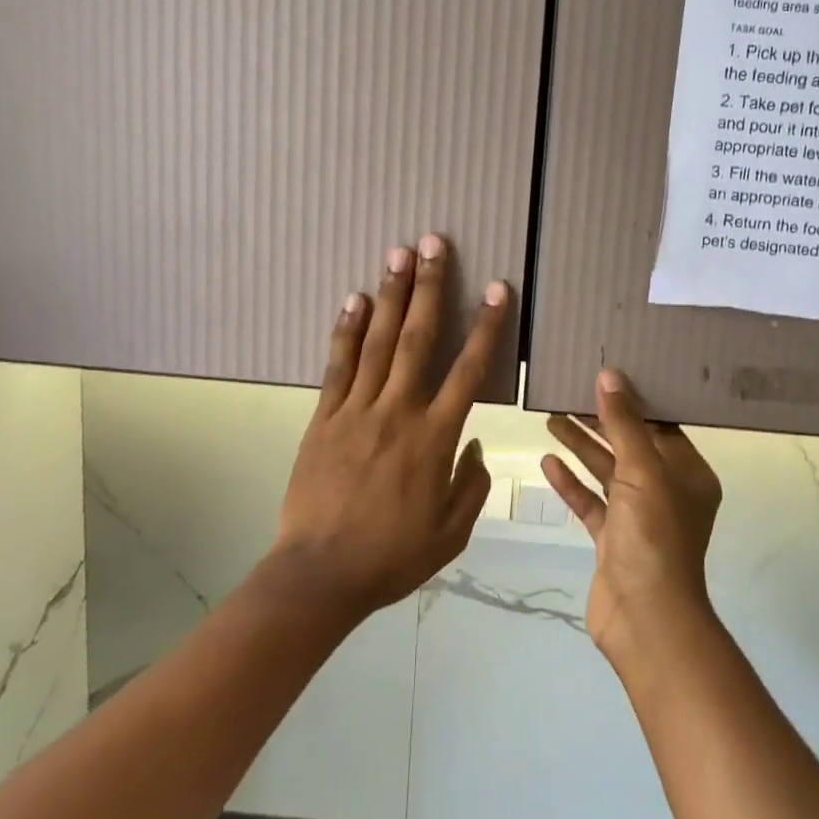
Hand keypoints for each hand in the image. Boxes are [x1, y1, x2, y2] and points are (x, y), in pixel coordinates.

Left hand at [272, 234, 510, 616]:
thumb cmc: (392, 557)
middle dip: (430, 288)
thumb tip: (476, 445)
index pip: (468, 371)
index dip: (486, 327)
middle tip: (434, 243)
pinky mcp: (323, 420)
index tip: (498, 290)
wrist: (320, 574)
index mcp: (434, 439)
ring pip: (378, 343)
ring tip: (397, 254)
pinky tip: (354, 300)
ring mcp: (356, 412)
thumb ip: (471, 484)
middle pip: (418, 339)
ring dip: (390, 296)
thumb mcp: (451, 533)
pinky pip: (337, 367)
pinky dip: (347, 331)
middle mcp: (397, 413)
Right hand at [543, 370, 722, 665]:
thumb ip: (624, 425)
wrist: (645, 618)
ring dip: (582, 447)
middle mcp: (667, 492)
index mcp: (689, 474)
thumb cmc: (654, 536)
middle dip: (600, 421)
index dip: (633, 402)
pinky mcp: (613, 539)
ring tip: (551, 418)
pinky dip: (572, 483)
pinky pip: (591, 502)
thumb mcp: (642, 472)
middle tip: (568, 393)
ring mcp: (638, 517)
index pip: (661, 427)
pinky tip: (548, 461)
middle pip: (630, 446)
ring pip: (607, 472)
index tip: (605, 376)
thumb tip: (610, 376)